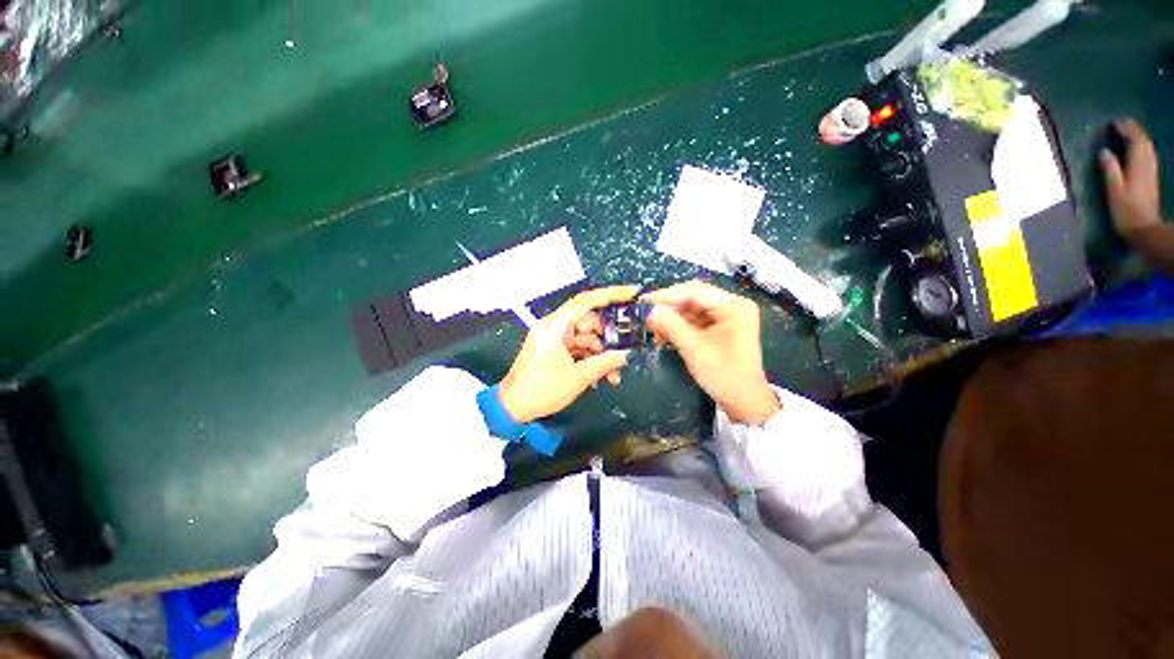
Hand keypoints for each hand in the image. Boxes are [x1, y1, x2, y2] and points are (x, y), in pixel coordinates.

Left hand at [498, 285, 638, 422]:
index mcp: (556, 325)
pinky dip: (590, 360)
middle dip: (608, 340)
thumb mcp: (579, 376)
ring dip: (600, 355)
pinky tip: (601, 377)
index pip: (586, 301)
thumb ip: (606, 362)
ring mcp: (554, 339)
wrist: (514, 408)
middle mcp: (554, 326)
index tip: (632, 292)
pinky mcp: (554, 350)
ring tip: (613, 376)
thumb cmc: (543, 389)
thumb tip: (626, 355)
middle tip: (625, 353)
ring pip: (586, 339)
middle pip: (589, 323)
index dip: (611, 294)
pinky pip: (578, 349)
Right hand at [643, 281, 779, 424]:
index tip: (644, 302)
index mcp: (733, 306)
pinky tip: (663, 332)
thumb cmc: (723, 375)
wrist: (744, 401)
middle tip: (646, 312)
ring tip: (652, 326)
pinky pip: (694, 319)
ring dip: (671, 316)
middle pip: (693, 297)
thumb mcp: (694, 349)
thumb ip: (670, 325)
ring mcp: (726, 315)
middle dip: (668, 306)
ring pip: (691, 308)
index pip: (695, 291)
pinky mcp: (719, 326)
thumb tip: (648, 310)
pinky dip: (678, 325)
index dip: (667, 295)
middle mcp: (731, 305)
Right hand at [1100, 118, 1162, 240]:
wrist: (1144, 229)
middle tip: (1121, 123)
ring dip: (1139, 137)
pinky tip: (1137, 149)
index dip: (1125, 129)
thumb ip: (1110, 170)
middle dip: (1133, 130)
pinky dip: (1142, 148)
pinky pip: (1148, 156)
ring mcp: (1151, 171)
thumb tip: (1104, 152)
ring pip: (1147, 147)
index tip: (1113, 122)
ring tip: (1128, 132)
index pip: (1134, 140)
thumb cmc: (1126, 211)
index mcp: (1138, 164)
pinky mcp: (1151, 178)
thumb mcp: (1114, 191)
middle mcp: (1147, 164)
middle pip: (1143, 141)